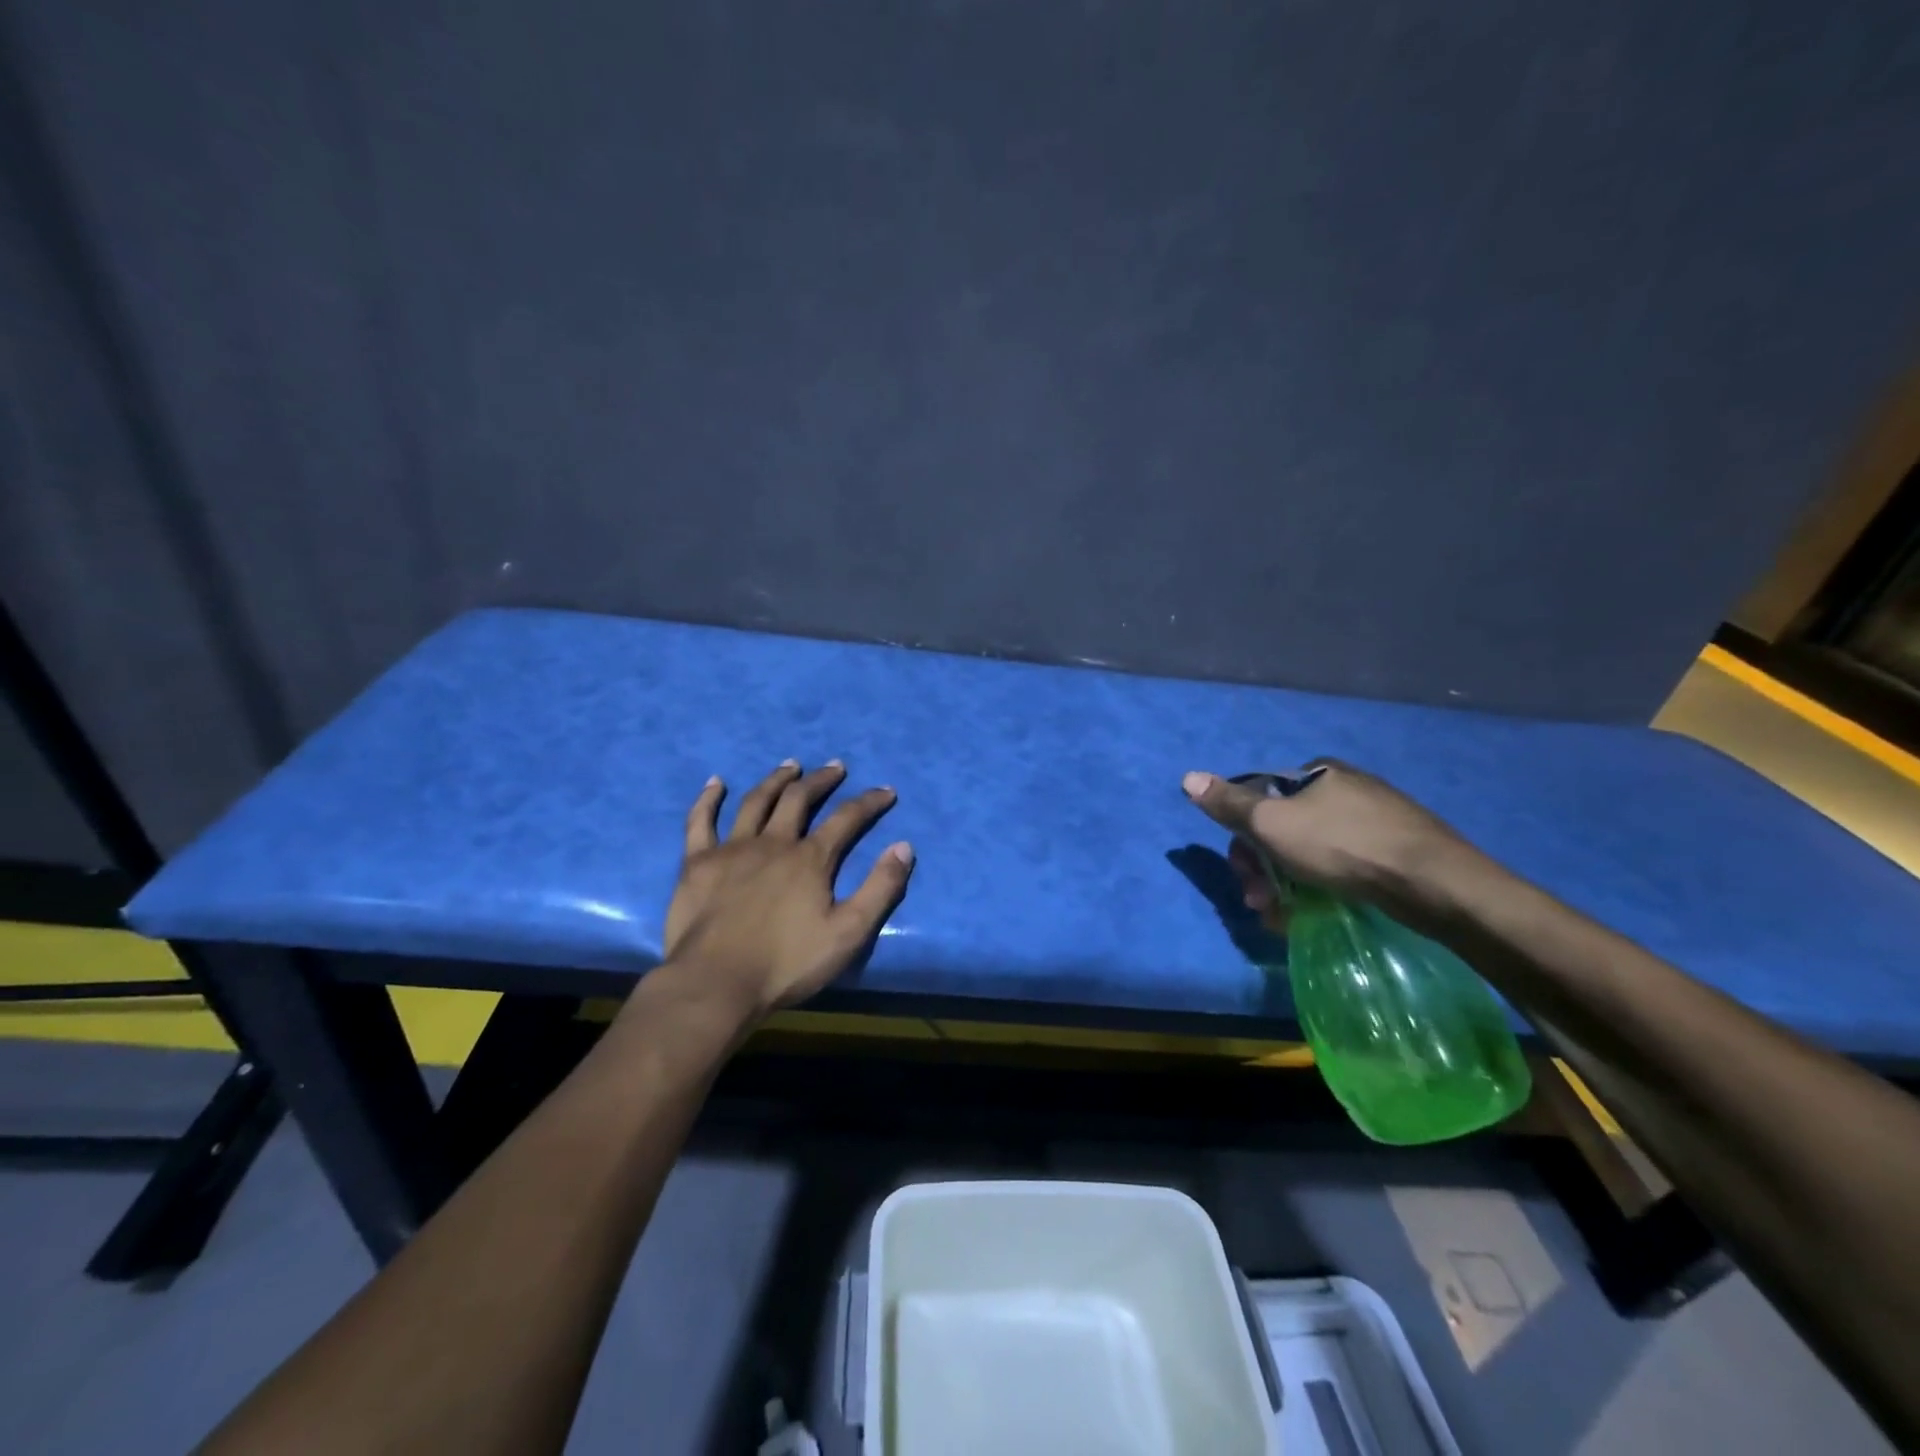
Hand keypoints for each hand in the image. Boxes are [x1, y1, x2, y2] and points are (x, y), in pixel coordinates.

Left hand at [659, 760, 913, 1021]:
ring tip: (790, 766)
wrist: (716, 984)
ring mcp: (732, 849)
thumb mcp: (848, 933)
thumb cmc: (786, 963)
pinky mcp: (697, 863)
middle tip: (835, 767)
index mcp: (810, 859)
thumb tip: (904, 846)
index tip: (886, 790)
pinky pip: (701, 821)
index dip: (869, 801)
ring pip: (756, 802)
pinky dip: (708, 799)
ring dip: (776, 780)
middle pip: (800, 799)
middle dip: (821, 780)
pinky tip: (716, 783)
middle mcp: (773, 842)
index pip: (847, 819)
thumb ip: (880, 889)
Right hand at [1181, 761, 1479, 931]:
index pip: (1261, 798)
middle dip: (1264, 867)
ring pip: (1312, 852)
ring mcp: (1376, 820)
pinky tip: (1319, 913)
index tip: (1242, 871)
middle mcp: (1346, 788)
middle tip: (1262, 901)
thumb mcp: (1273, 823)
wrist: (1435, 883)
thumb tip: (1188, 777)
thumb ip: (1229, 804)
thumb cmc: (1342, 845)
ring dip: (1288, 885)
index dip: (1243, 836)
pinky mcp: (1398, 852)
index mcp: (1317, 772)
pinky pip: (1344, 867)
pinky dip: (1323, 889)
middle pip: (1285, 828)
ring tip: (1286, 918)